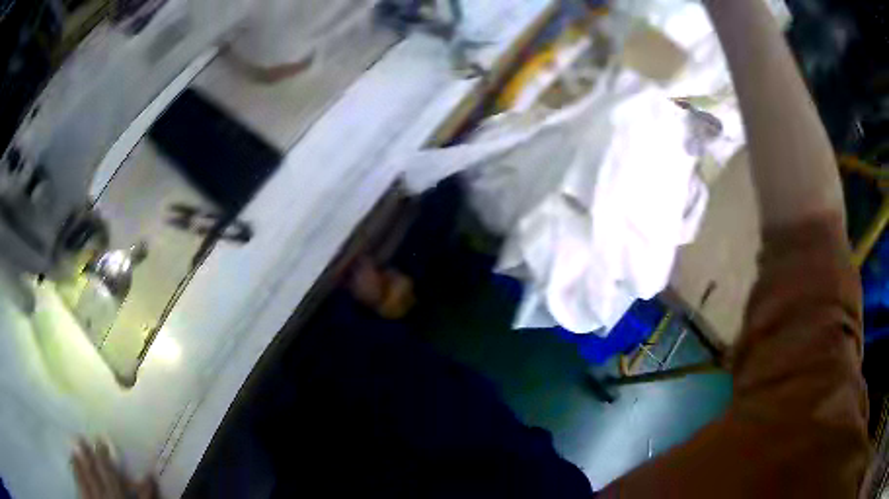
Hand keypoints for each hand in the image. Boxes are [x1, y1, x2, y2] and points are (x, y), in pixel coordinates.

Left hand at [71, 440, 155, 498]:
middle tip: (79, 436)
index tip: (98, 438)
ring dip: (78, 462)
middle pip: (93, 472)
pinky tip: (71, 463)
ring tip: (73, 447)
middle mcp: (102, 491)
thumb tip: (148, 473)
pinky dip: (75, 474)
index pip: (108, 472)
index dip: (103, 456)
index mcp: (116, 492)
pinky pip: (79, 485)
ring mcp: (92, 496)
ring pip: (84, 477)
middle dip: (87, 455)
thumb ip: (145, 495)